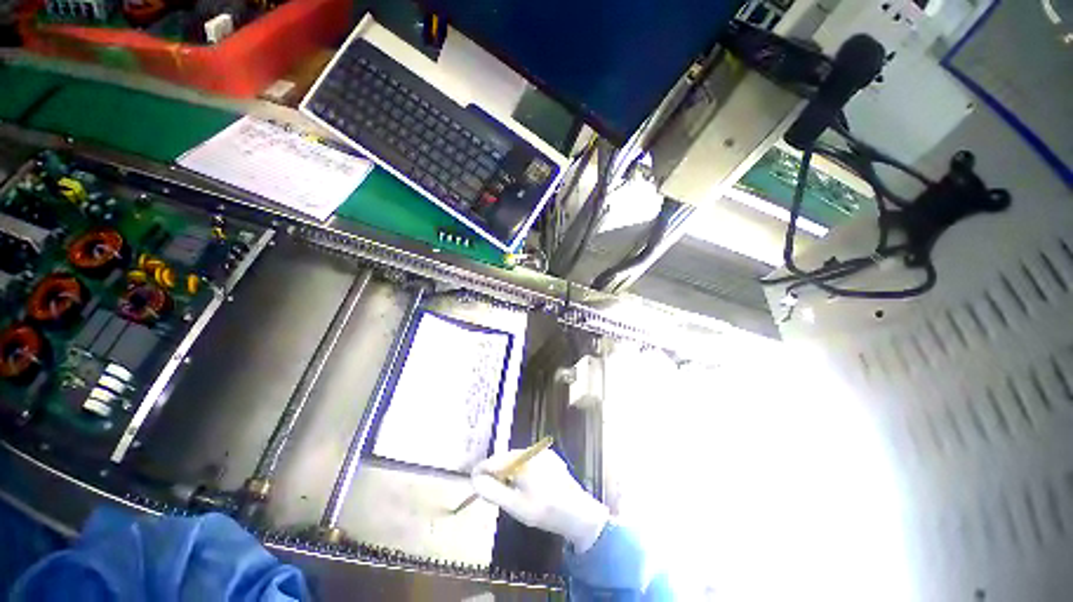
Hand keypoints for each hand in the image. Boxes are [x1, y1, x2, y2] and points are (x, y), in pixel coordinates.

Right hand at [472, 449, 608, 552]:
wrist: (577, 513)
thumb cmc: (544, 510)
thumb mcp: (515, 505)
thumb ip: (493, 492)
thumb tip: (475, 480)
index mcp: (523, 460)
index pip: (496, 460)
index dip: (482, 469)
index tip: (472, 479)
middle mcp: (533, 451)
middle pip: (507, 457)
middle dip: (496, 470)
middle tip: (487, 486)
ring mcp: (544, 454)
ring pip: (519, 459)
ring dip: (508, 470)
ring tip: (503, 486)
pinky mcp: (552, 459)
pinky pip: (530, 461)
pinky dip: (521, 469)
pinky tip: (522, 483)